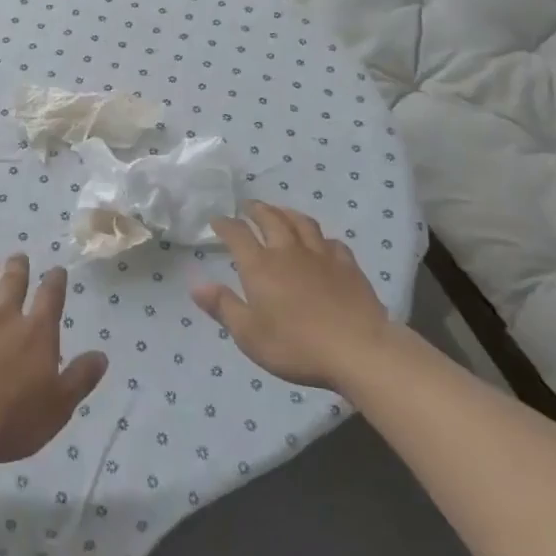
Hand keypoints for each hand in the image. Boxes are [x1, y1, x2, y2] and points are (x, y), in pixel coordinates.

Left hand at [0, 255, 108, 466]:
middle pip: (12, 285)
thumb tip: (101, 355)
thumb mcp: (59, 406)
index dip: (55, 281)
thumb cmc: (14, 421)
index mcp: (36, 334)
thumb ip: (80, 378)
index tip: (57, 269)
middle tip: (19, 256)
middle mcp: (4, 319)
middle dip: (18, 269)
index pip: (50, 298)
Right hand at [193, 201, 397, 390]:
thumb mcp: (249, 335)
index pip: (238, 235)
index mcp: (260, 266)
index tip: (217, 220)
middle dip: (257, 210)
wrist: (358, 349)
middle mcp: (288, 252)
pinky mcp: (348, 267)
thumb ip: (223, 307)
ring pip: (302, 223)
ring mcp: (321, 256)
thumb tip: (197, 286)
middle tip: (248, 206)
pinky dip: (321, 238)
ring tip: (280, 211)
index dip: (225, 225)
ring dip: (287, 213)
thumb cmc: (296, 345)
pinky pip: (332, 242)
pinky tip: (321, 242)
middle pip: (271, 219)